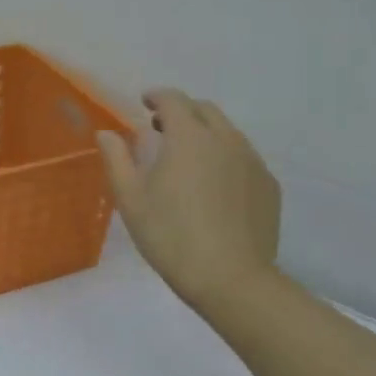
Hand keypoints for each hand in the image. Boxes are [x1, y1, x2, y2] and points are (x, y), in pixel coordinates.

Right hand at [98, 90, 282, 313]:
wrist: (231, 279)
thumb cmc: (170, 236)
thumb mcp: (130, 198)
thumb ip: (117, 159)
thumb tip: (106, 133)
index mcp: (189, 138)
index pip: (174, 100)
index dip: (157, 97)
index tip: (144, 103)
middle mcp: (225, 140)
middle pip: (205, 110)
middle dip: (182, 111)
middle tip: (161, 128)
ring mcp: (253, 162)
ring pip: (228, 132)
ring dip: (205, 133)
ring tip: (187, 157)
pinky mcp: (269, 185)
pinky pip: (244, 157)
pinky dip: (225, 156)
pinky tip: (213, 185)